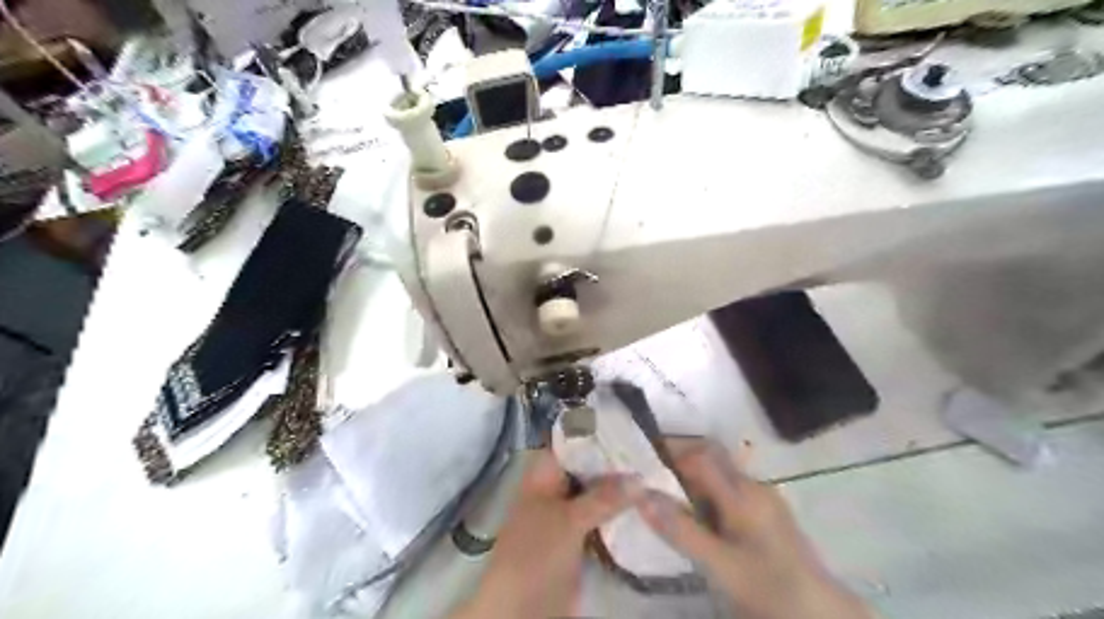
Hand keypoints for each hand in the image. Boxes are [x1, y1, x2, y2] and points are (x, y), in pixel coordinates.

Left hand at [453, 451, 647, 617]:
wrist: (521, 608)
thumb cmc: (535, 552)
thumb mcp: (569, 520)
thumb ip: (604, 496)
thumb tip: (641, 477)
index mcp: (543, 474)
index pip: (572, 442)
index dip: (599, 433)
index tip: (631, 426)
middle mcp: (555, 487)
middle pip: (588, 467)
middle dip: (616, 462)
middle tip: (653, 451)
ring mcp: (567, 512)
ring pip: (597, 492)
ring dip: (621, 489)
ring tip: (657, 473)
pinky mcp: (578, 537)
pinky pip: (602, 517)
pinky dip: (620, 512)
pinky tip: (647, 506)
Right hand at [640, 439, 870, 618]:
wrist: (821, 613)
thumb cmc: (768, 587)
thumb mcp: (719, 564)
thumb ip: (679, 529)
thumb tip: (639, 493)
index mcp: (742, 493)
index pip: (699, 454)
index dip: (670, 450)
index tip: (641, 456)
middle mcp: (753, 485)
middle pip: (710, 457)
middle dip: (678, 458)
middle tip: (648, 473)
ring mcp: (762, 497)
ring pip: (719, 472)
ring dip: (691, 476)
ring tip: (664, 493)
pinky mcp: (766, 512)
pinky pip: (728, 488)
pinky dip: (705, 491)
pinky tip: (696, 513)